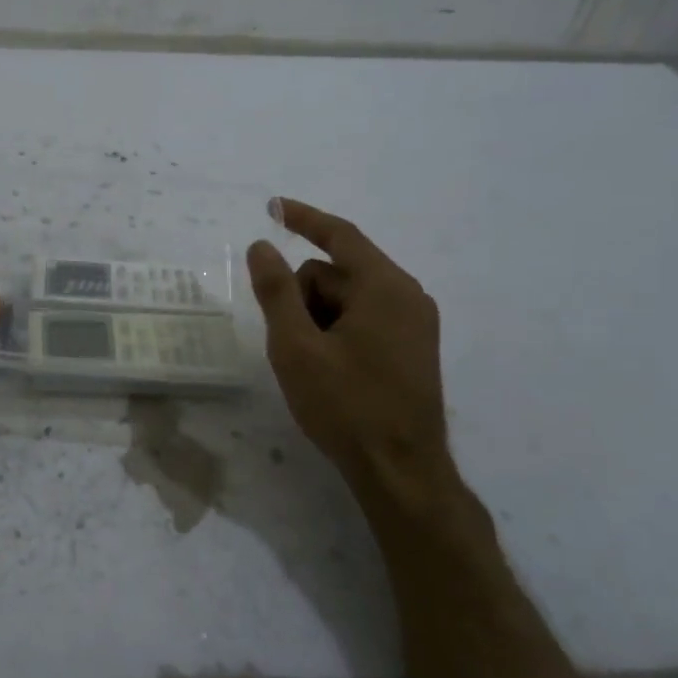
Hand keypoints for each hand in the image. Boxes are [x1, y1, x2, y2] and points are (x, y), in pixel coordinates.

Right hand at [247, 198, 463, 509]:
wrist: (401, 471)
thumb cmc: (345, 405)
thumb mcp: (296, 347)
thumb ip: (276, 291)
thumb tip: (261, 245)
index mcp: (384, 287)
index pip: (339, 236)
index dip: (303, 219)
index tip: (272, 207)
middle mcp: (407, 295)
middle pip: (338, 273)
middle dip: (304, 297)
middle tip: (291, 343)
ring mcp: (415, 323)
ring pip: (348, 299)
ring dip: (319, 319)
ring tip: (311, 365)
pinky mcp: (413, 348)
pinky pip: (365, 319)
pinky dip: (338, 331)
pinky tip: (329, 370)